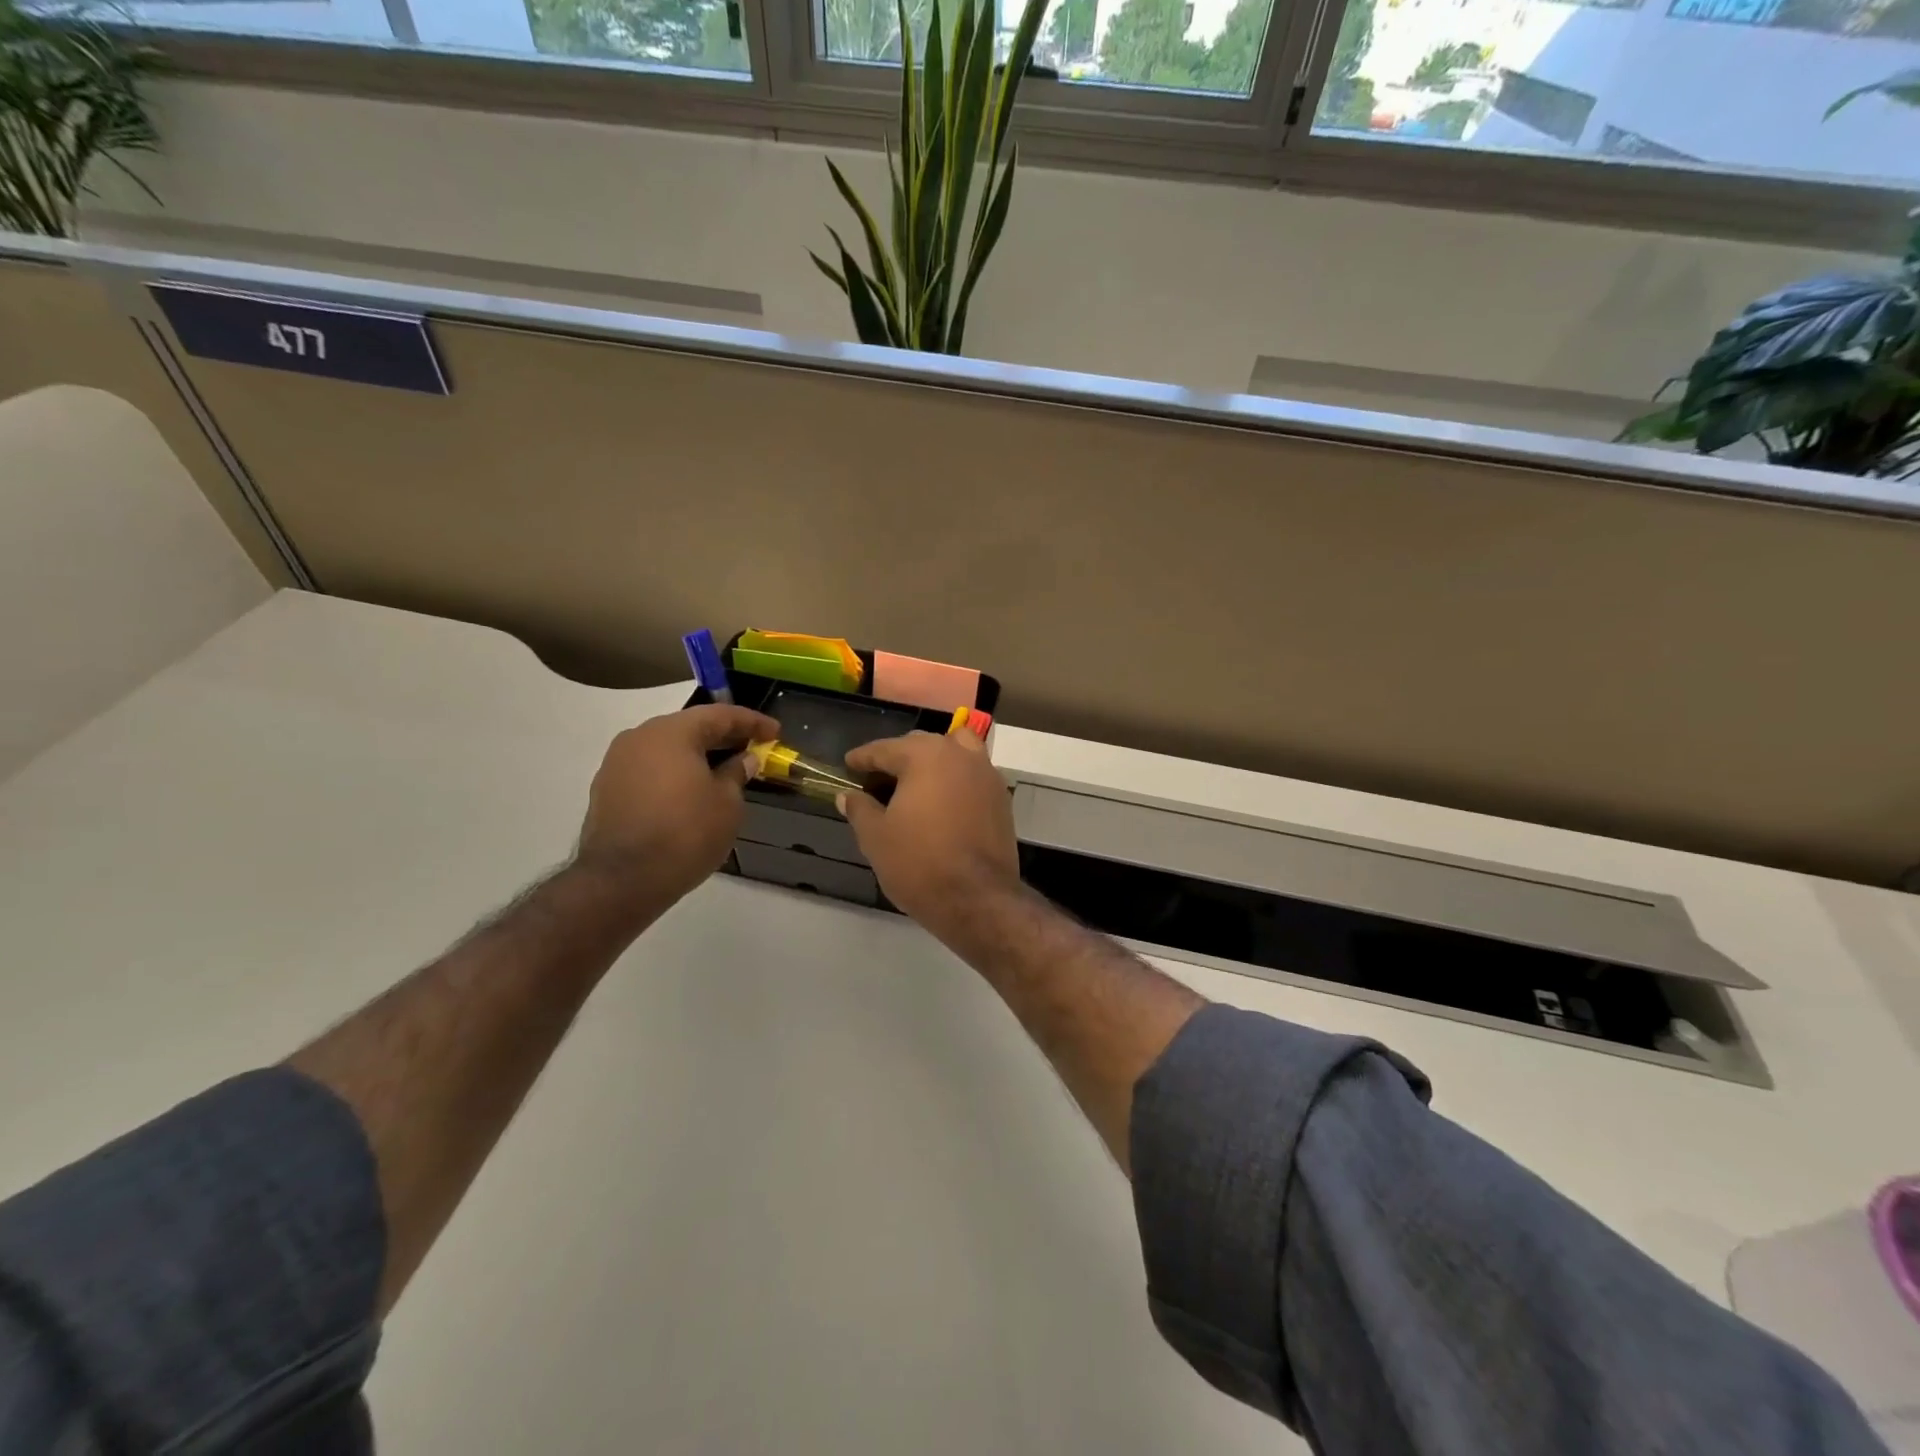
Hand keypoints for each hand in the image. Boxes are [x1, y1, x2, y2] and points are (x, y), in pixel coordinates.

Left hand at [577, 704, 778, 908]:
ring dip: (696, 755)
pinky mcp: (607, 790)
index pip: (719, 715)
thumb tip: (744, 759)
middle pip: (689, 728)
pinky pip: (650, 769)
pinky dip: (674, 773)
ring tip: (723, 770)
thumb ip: (737, 774)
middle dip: (722, 736)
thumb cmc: (685, 833)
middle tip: (752, 747)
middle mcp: (639, 737)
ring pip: (666, 749)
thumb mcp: (727, 804)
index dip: (751, 722)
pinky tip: (692, 791)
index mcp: (671, 732)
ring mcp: (617, 763)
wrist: (622, 880)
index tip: (775, 732)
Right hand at [838, 730, 1020, 939]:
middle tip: (877, 781)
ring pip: (955, 752)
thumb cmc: (919, 862)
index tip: (848, 765)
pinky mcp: (1002, 798)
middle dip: (898, 758)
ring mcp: (986, 774)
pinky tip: (941, 803)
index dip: (863, 758)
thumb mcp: (876, 837)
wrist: (977, 898)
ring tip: (914, 786)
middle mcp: (960, 754)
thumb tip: (848, 795)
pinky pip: (972, 775)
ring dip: (933, 762)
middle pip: (922, 745)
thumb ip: (860, 809)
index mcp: (925, 756)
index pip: (885, 749)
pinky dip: (955, 780)